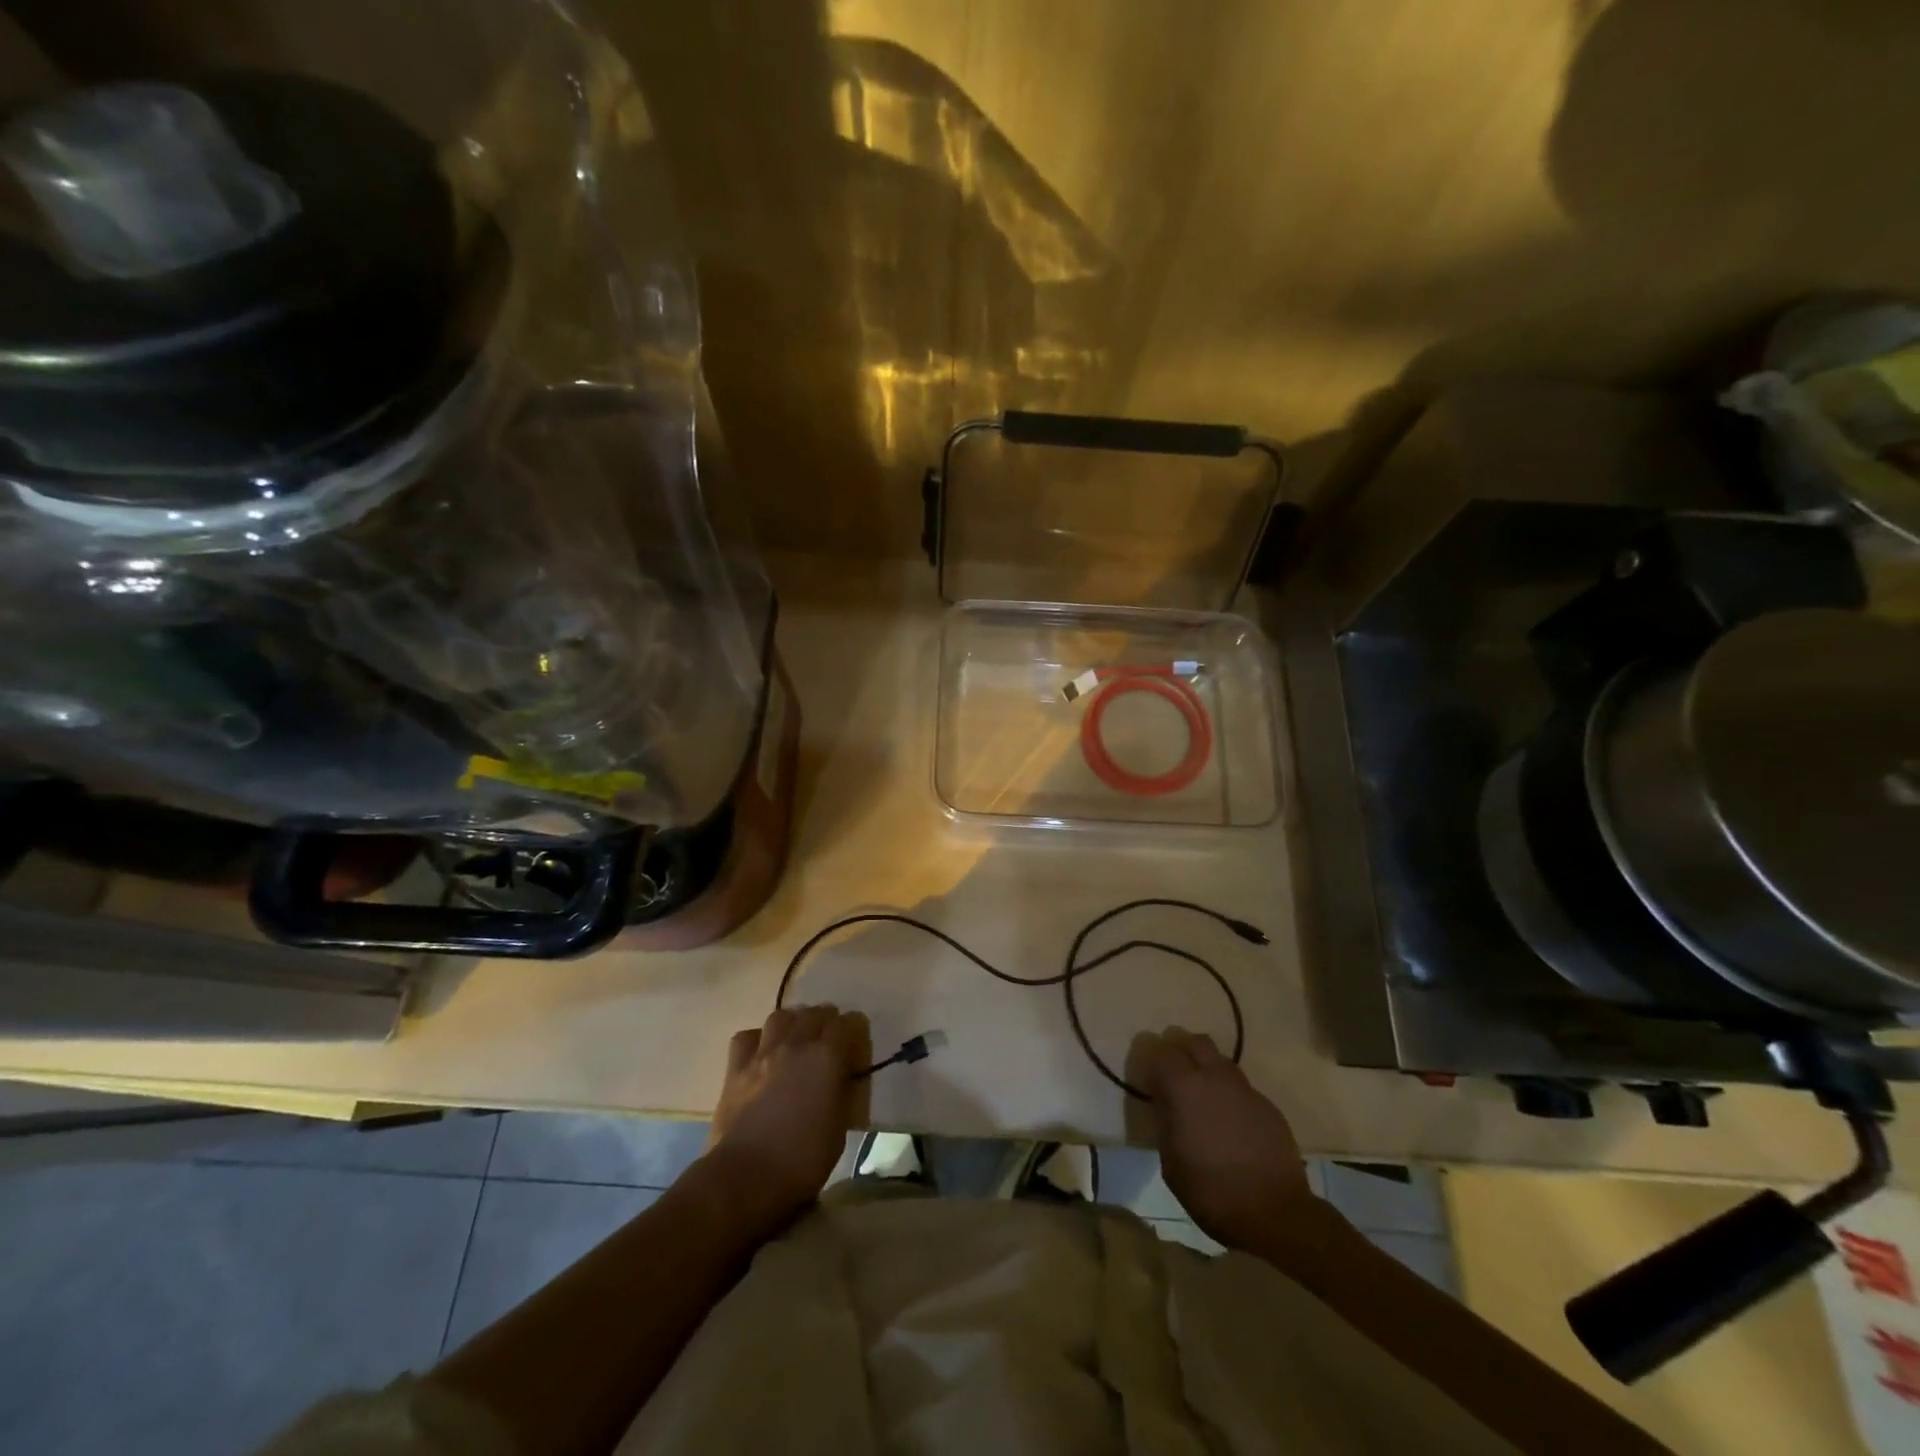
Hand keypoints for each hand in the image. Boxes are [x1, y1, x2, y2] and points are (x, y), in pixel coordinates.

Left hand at [704, 1005, 868, 1227]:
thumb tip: (843, 1078)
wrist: (744, 1178)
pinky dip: (757, 1040)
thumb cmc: (801, 1160)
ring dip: (793, 1023)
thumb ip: (843, 1091)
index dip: (856, 1032)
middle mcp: (797, 1044)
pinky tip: (762, 1055)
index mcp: (827, 1057)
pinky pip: (747, 1036)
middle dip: (827, 1023)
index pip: (850, 1022)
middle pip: (816, 1012)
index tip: (857, 1050)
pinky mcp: (736, 1068)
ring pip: (781, 1015)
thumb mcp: (840, 1128)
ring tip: (796, 1041)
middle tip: (829, 1044)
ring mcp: (763, 1052)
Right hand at [1129, 1027, 1321, 1254]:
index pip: (1161, 1051)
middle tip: (1174, 1073)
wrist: (1275, 1212)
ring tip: (1203, 1095)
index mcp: (1184, 1087)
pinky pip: (1242, 1087)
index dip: (1152, 1058)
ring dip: (1208, 1068)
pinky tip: (1230, 1121)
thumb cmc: (1211, 1190)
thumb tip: (1163, 1105)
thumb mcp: (1170, 1162)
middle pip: (1195, 1041)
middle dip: (1182, 1049)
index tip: (1147, 1075)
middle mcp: (1214, 1077)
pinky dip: (1230, 1094)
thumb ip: (1165, 1123)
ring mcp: (1245, 1089)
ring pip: (1221, 1060)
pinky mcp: (1268, 1106)